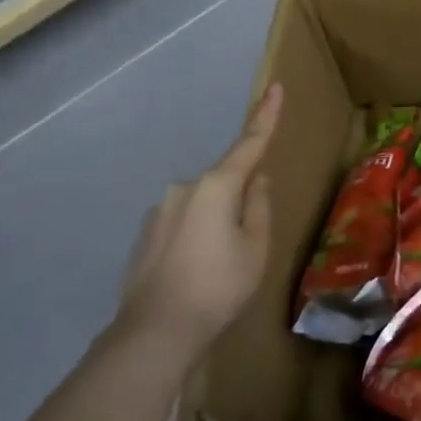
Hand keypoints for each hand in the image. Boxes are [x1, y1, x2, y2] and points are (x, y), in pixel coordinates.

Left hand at [115, 84, 282, 360]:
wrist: (155, 333)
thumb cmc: (219, 286)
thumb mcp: (257, 247)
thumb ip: (260, 207)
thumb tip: (257, 182)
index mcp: (217, 185)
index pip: (249, 143)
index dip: (265, 116)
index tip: (275, 87)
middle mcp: (185, 188)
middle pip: (226, 182)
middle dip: (241, 199)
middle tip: (248, 244)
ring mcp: (160, 210)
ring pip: (204, 205)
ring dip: (217, 221)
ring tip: (220, 267)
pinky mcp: (146, 234)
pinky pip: (184, 223)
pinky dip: (196, 237)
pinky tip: (196, 272)